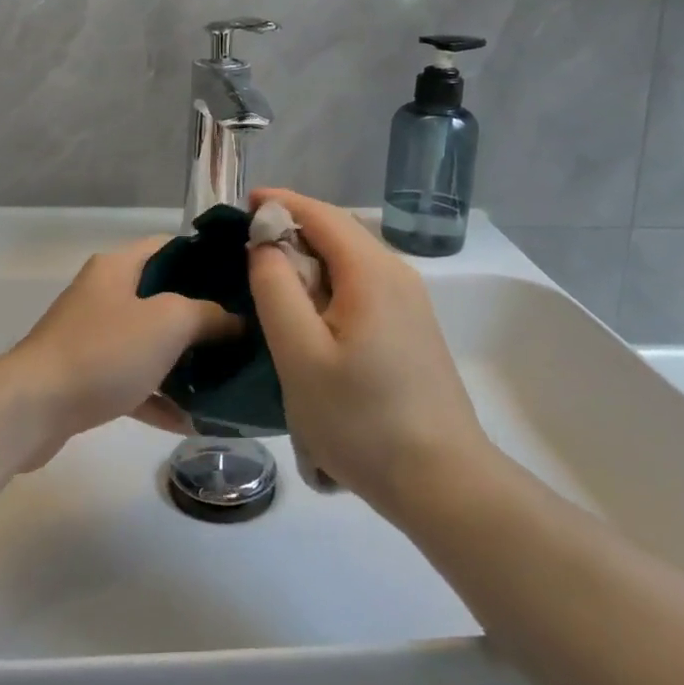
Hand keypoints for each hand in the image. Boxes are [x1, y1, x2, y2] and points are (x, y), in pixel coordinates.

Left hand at [2, 236, 233, 468]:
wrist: (32, 409)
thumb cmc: (103, 351)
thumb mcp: (169, 322)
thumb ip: (209, 315)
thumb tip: (237, 320)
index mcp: (118, 267)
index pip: (169, 246)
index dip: (205, 258)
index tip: (241, 279)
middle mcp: (104, 295)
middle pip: (162, 296)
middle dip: (202, 314)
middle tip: (241, 331)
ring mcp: (93, 337)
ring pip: (150, 342)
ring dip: (184, 360)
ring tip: (226, 376)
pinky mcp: (87, 378)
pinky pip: (134, 381)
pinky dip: (160, 396)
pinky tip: (193, 420)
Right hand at [247, 189, 494, 515]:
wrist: (442, 481)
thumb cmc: (362, 419)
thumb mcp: (300, 355)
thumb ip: (276, 289)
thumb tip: (266, 244)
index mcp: (371, 271)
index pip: (321, 214)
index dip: (281, 203)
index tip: (241, 205)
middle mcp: (397, 274)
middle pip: (339, 233)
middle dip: (293, 229)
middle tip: (246, 247)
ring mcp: (410, 303)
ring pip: (351, 262)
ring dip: (310, 261)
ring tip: (270, 280)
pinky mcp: (412, 329)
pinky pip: (363, 287)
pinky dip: (329, 285)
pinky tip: (310, 316)